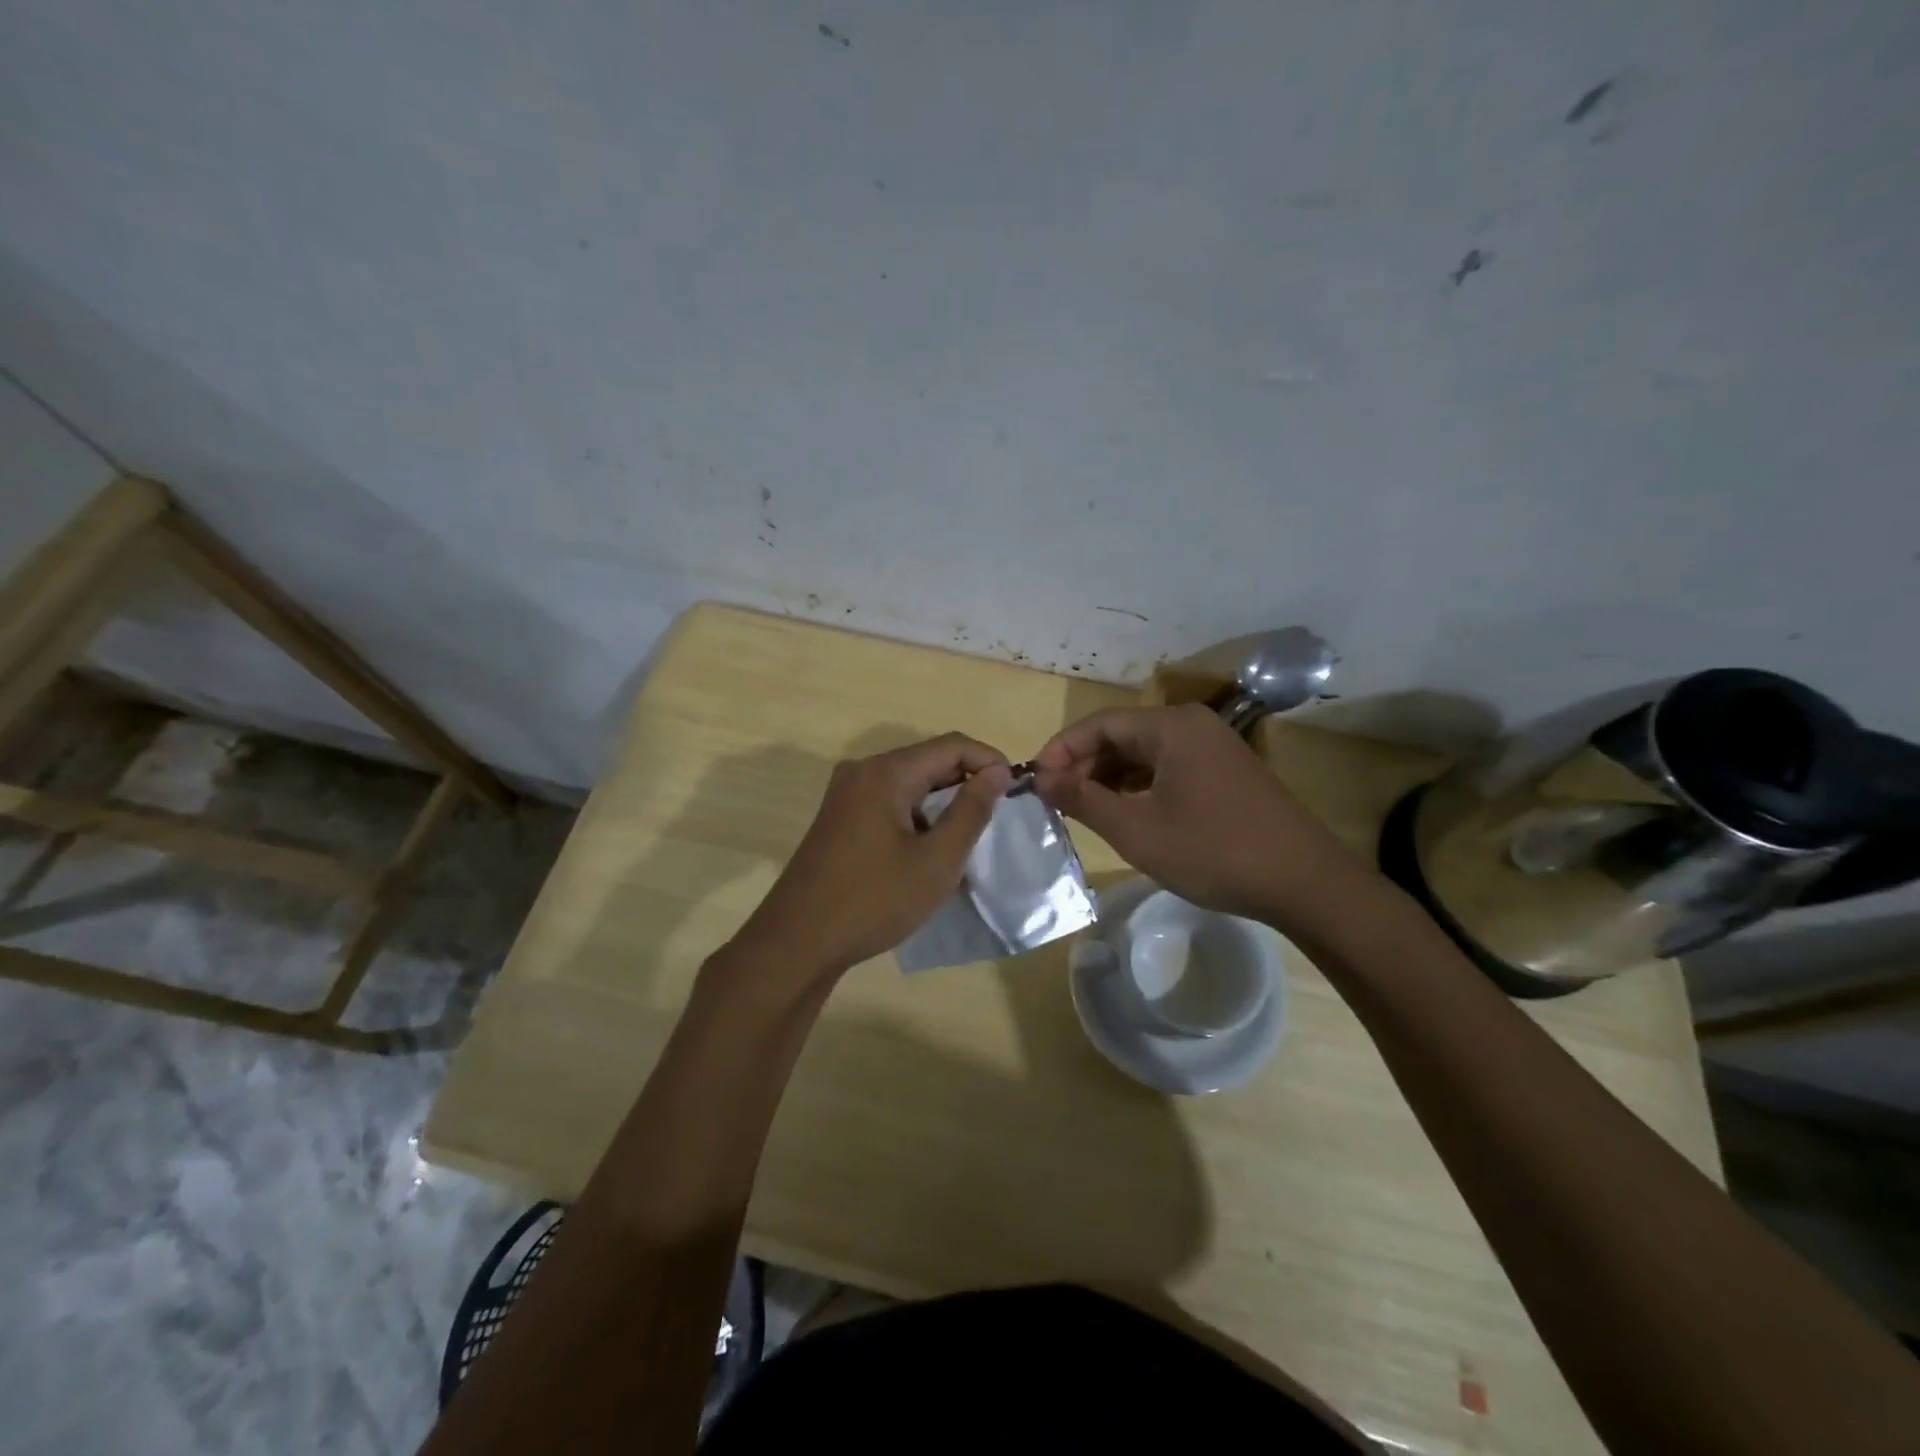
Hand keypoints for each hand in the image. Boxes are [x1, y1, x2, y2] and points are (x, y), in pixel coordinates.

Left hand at [724, 733, 1011, 984]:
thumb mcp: (936, 860)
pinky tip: (933, 851)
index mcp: (885, 772)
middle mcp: (862, 772)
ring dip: (943, 804)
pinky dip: (918, 818)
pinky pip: (890, 803)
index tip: (1016, 792)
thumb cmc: (873, 900)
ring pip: (910, 784)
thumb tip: (997, 772)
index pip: (951, 746)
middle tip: (998, 817)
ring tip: (970, 839)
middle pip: (928, 761)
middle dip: (967, 783)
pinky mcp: (840, 818)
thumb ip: (971, 811)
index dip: (988, 761)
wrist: (798, 942)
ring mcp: (846, 795)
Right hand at [1033, 704, 1370, 926]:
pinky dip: (1139, 785)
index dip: (1061, 749)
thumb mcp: (1137, 830)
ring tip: (1083, 809)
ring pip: (1144, 752)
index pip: (1099, 723)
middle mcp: (1192, 725)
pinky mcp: (1226, 771)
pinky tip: (1125, 813)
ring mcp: (1214, 746)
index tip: (1035, 782)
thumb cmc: (1213, 852)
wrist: (1305, 883)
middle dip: (1084, 764)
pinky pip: (1168, 767)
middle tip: (1056, 800)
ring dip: (1109, 777)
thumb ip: (1083, 799)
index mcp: (1171, 726)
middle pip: (1122, 734)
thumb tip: (1041, 778)